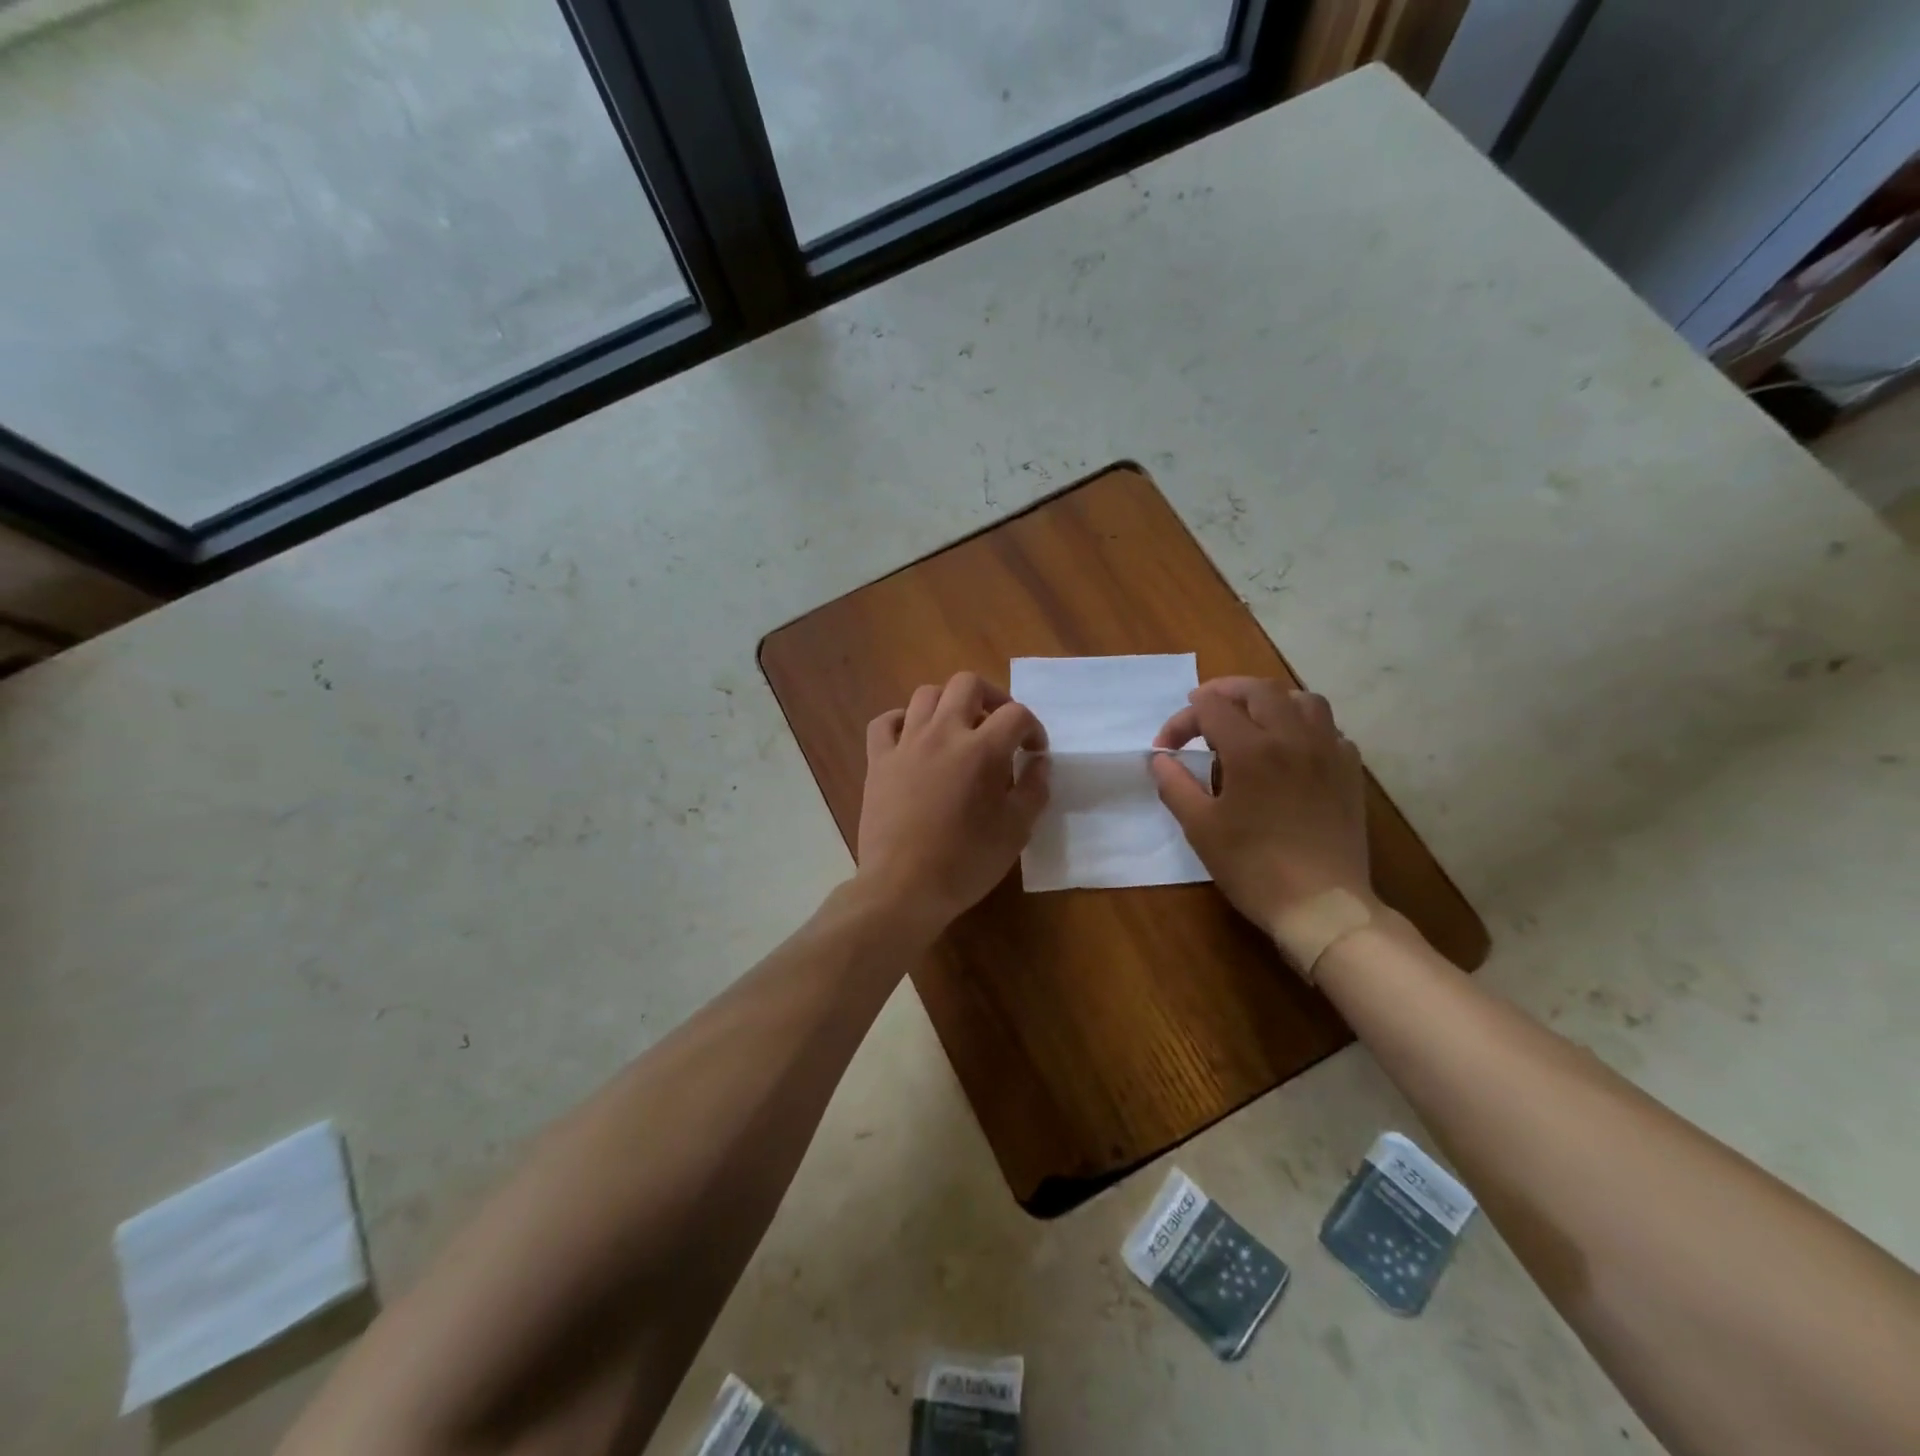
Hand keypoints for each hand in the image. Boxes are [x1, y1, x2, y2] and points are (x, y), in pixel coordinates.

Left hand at [853, 671, 1049, 932]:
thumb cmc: (966, 862)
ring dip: (949, 704)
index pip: (1016, 714)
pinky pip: (885, 722)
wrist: (903, 887)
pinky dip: (902, 720)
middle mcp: (942, 734)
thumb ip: (1033, 789)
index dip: (1033, 728)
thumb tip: (1039, 762)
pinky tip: (914, 738)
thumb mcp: (1016, 831)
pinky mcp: (877, 760)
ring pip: (926, 695)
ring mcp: (905, 744)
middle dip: (992, 697)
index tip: (1034, 752)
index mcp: (982, 750)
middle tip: (999, 726)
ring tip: (959, 730)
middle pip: (967, 684)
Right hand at [1150, 677, 1371, 945]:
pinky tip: (1291, 749)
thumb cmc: (1253, 867)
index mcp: (1251, 749)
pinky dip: (1303, 725)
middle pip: (1258, 690)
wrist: (1321, 905)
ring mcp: (1328, 751)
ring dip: (1270, 700)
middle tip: (1202, 709)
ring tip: (1251, 719)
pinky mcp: (1349, 771)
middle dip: (1224, 692)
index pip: (1210, 708)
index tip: (1166, 748)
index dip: (1181, 721)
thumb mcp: (1200, 828)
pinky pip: (1328, 728)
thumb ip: (1175, 785)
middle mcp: (1293, 737)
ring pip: (1302, 699)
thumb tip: (1160, 759)